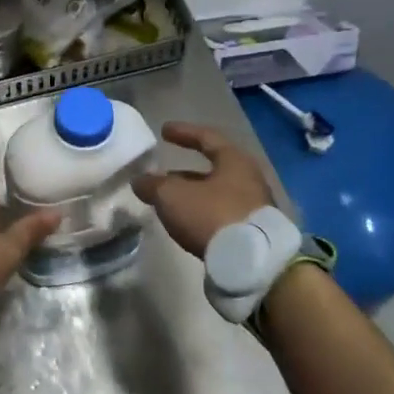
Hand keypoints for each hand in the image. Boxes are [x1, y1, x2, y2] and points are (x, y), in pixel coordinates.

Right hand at [133, 122, 278, 258]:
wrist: (252, 262)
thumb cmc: (211, 215)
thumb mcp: (172, 196)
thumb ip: (152, 185)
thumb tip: (139, 181)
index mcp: (234, 160)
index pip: (207, 137)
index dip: (183, 132)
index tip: (164, 130)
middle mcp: (249, 179)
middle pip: (213, 168)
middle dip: (185, 171)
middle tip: (163, 175)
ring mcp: (254, 206)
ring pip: (216, 193)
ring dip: (192, 194)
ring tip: (169, 202)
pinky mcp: (252, 231)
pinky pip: (221, 213)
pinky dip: (202, 212)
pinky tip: (186, 222)